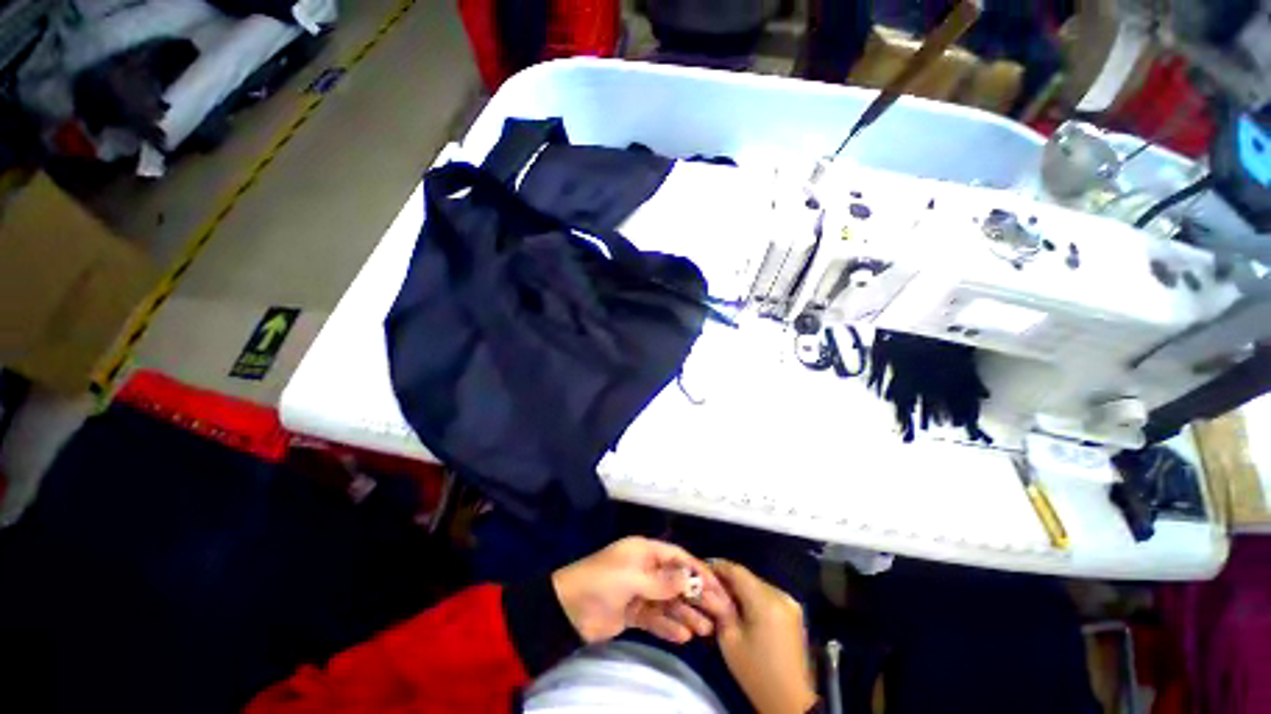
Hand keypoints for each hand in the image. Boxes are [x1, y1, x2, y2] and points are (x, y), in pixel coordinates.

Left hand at [552, 537, 732, 643]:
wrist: (568, 609)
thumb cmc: (602, 581)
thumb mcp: (633, 577)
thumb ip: (663, 581)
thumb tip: (690, 579)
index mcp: (645, 551)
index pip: (678, 557)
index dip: (697, 570)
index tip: (717, 586)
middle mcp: (646, 569)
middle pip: (677, 581)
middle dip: (697, 596)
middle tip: (719, 613)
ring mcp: (640, 591)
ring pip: (669, 602)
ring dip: (686, 614)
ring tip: (706, 630)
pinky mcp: (633, 613)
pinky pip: (656, 619)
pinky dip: (669, 627)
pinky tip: (684, 638)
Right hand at [707, 560, 816, 713]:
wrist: (792, 701)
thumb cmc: (756, 673)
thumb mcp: (730, 641)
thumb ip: (719, 608)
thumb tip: (708, 588)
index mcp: (765, 601)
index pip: (737, 571)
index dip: (718, 566)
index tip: (702, 569)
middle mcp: (780, 595)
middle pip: (748, 577)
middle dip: (728, 579)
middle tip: (710, 586)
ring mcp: (790, 602)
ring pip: (757, 585)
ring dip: (740, 588)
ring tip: (723, 597)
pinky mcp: (793, 611)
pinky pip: (767, 595)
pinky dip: (753, 597)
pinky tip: (742, 608)